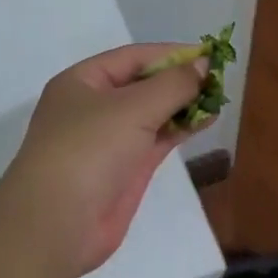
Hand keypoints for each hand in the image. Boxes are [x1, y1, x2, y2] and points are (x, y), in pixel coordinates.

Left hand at [0, 44, 209, 275]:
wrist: (58, 224)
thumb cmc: (89, 149)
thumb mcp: (133, 107)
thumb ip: (173, 84)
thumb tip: (204, 64)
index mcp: (81, 82)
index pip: (132, 57)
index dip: (170, 53)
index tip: (209, 54)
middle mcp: (93, 107)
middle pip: (143, 84)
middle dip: (179, 80)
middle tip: (219, 77)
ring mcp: (109, 140)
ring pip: (152, 113)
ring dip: (183, 104)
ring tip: (219, 97)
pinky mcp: (125, 169)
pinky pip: (157, 139)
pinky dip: (181, 128)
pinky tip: (207, 120)